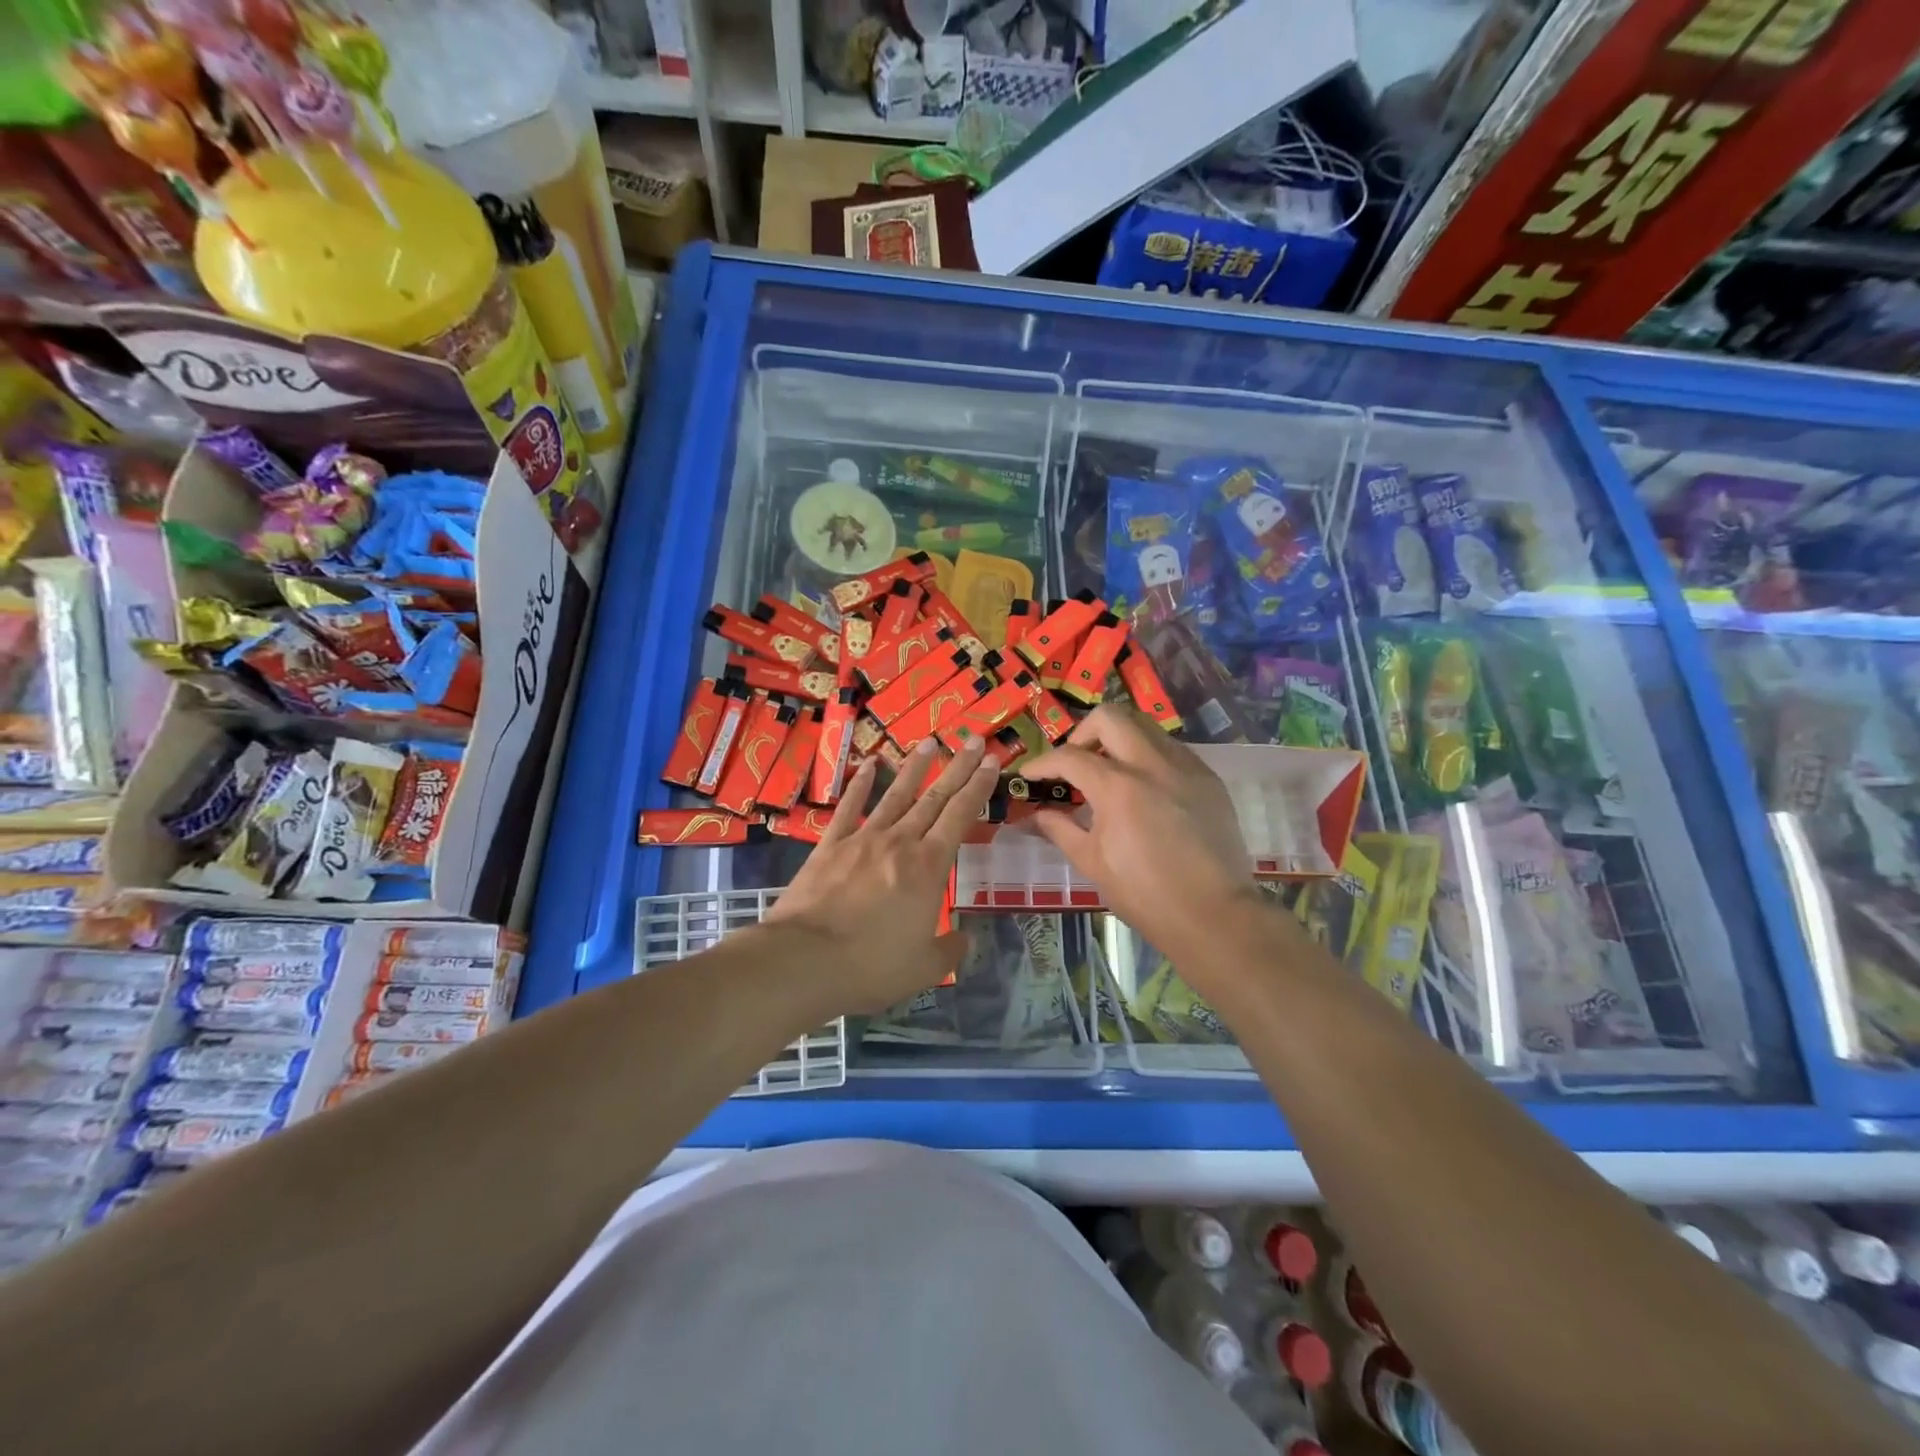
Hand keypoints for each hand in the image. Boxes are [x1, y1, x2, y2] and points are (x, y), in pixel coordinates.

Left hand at [764, 736, 997, 1014]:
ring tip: (930, 742)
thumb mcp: (924, 968)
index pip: (961, 816)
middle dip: (957, 767)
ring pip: (896, 795)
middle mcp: (900, 842)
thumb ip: (949, 949)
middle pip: (934, 797)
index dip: (979, 786)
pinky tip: (869, 765)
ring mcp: (863, 839)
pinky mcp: (830, 845)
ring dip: (915, 767)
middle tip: (972, 739)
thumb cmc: (871, 966)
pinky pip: (849, 808)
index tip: (992, 760)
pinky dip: (860, 785)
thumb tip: (964, 937)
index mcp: (929, 867)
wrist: (804, 960)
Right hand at [1022, 705, 1265, 961]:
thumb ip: (1060, 829)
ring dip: (1118, 740)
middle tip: (1075, 762)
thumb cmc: (1144, 894)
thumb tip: (1037, 814)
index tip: (1030, 775)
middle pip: (1109, 717)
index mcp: (1118, 787)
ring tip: (1109, 772)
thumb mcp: (1092, 862)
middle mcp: (1152, 764)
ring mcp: (1186, 767)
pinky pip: (1171, 749)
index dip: (1042, 763)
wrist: (1214, 916)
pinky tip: (1144, 788)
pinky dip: (1148, 756)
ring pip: (1145, 727)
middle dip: (1082, 733)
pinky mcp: (1208, 779)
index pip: (1069, 756)